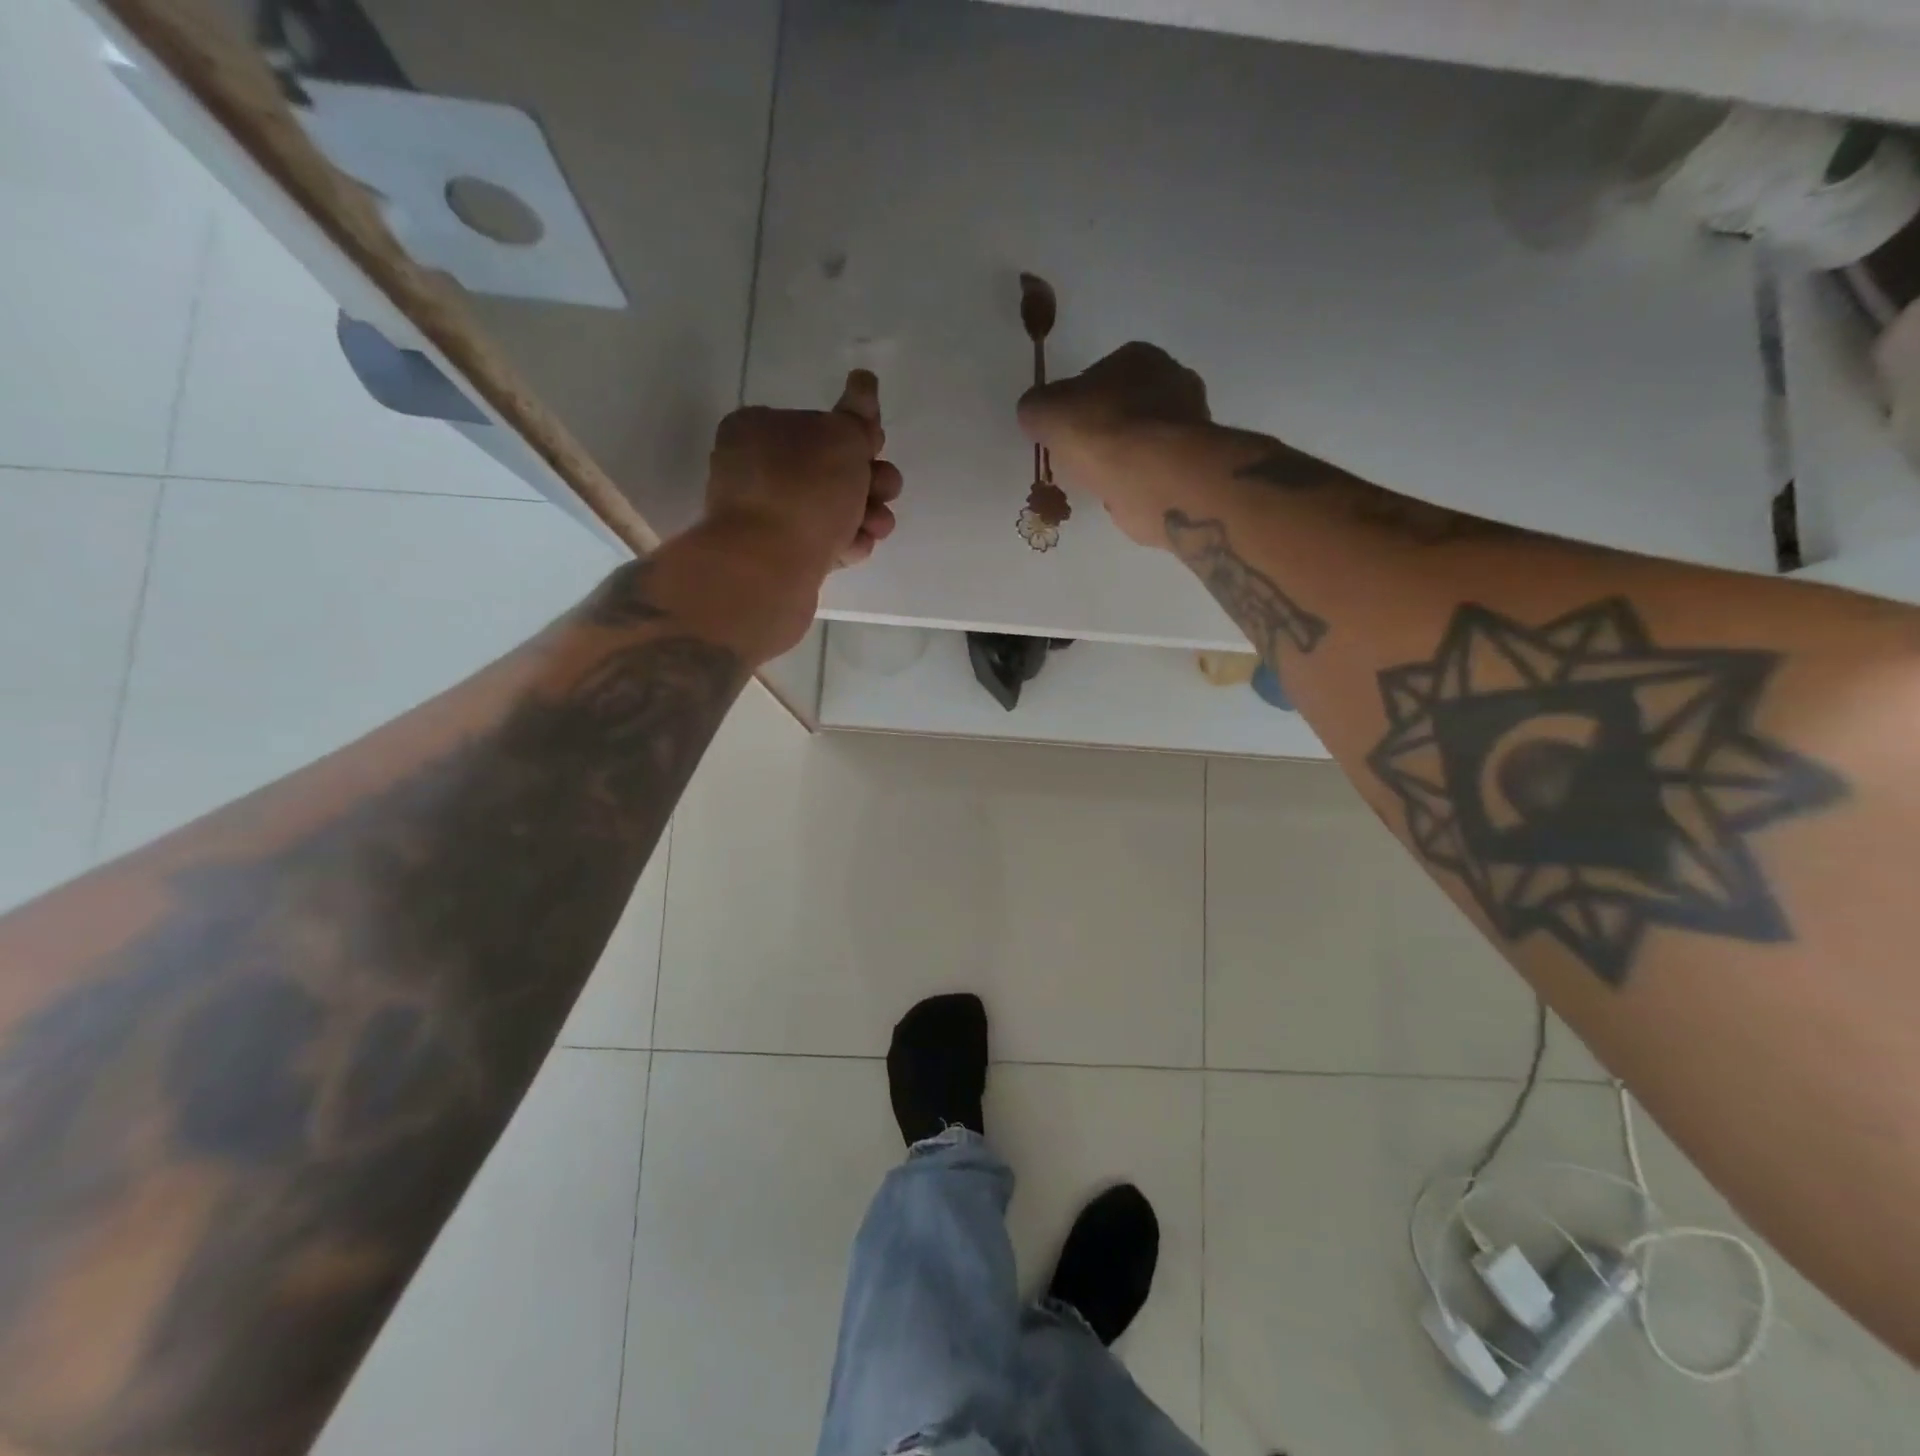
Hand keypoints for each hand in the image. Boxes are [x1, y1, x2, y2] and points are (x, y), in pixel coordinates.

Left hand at [705, 370, 902, 578]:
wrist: (769, 567)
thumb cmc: (805, 490)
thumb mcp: (843, 438)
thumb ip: (859, 415)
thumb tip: (864, 381)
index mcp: (759, 428)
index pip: (818, 424)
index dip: (856, 436)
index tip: (876, 449)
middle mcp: (755, 469)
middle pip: (828, 470)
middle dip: (868, 481)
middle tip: (886, 490)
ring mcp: (764, 516)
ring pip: (829, 510)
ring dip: (864, 514)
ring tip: (877, 526)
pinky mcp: (775, 556)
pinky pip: (819, 543)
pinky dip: (843, 543)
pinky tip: (856, 548)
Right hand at [1018, 343, 1211, 547]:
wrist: (1152, 477)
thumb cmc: (1101, 431)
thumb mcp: (1046, 411)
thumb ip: (1036, 407)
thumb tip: (1034, 415)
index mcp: (1140, 356)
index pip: (1100, 374)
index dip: (1076, 401)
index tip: (1063, 429)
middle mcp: (1173, 382)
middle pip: (1125, 406)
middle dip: (1103, 429)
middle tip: (1079, 456)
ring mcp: (1189, 425)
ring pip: (1141, 440)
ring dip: (1121, 458)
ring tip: (1097, 480)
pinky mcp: (1192, 465)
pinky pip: (1153, 470)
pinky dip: (1136, 481)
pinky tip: (1120, 494)